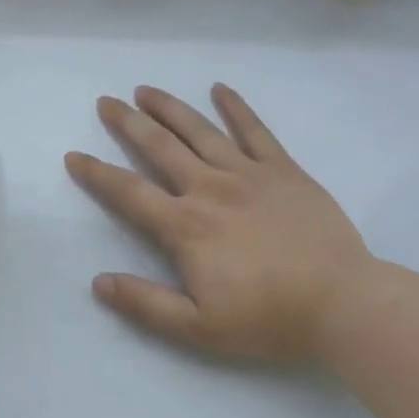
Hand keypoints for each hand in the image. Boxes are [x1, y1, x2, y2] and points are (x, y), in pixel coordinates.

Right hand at [65, 84, 375, 360]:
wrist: (344, 305)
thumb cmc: (269, 319)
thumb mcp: (199, 328)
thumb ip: (145, 304)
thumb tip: (98, 282)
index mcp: (185, 226)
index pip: (129, 192)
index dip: (97, 174)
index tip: (74, 156)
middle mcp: (209, 188)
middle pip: (159, 147)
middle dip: (128, 122)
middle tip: (106, 101)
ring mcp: (248, 174)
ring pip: (199, 130)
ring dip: (169, 108)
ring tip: (146, 90)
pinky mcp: (283, 170)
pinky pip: (255, 131)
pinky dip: (236, 108)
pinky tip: (219, 89)